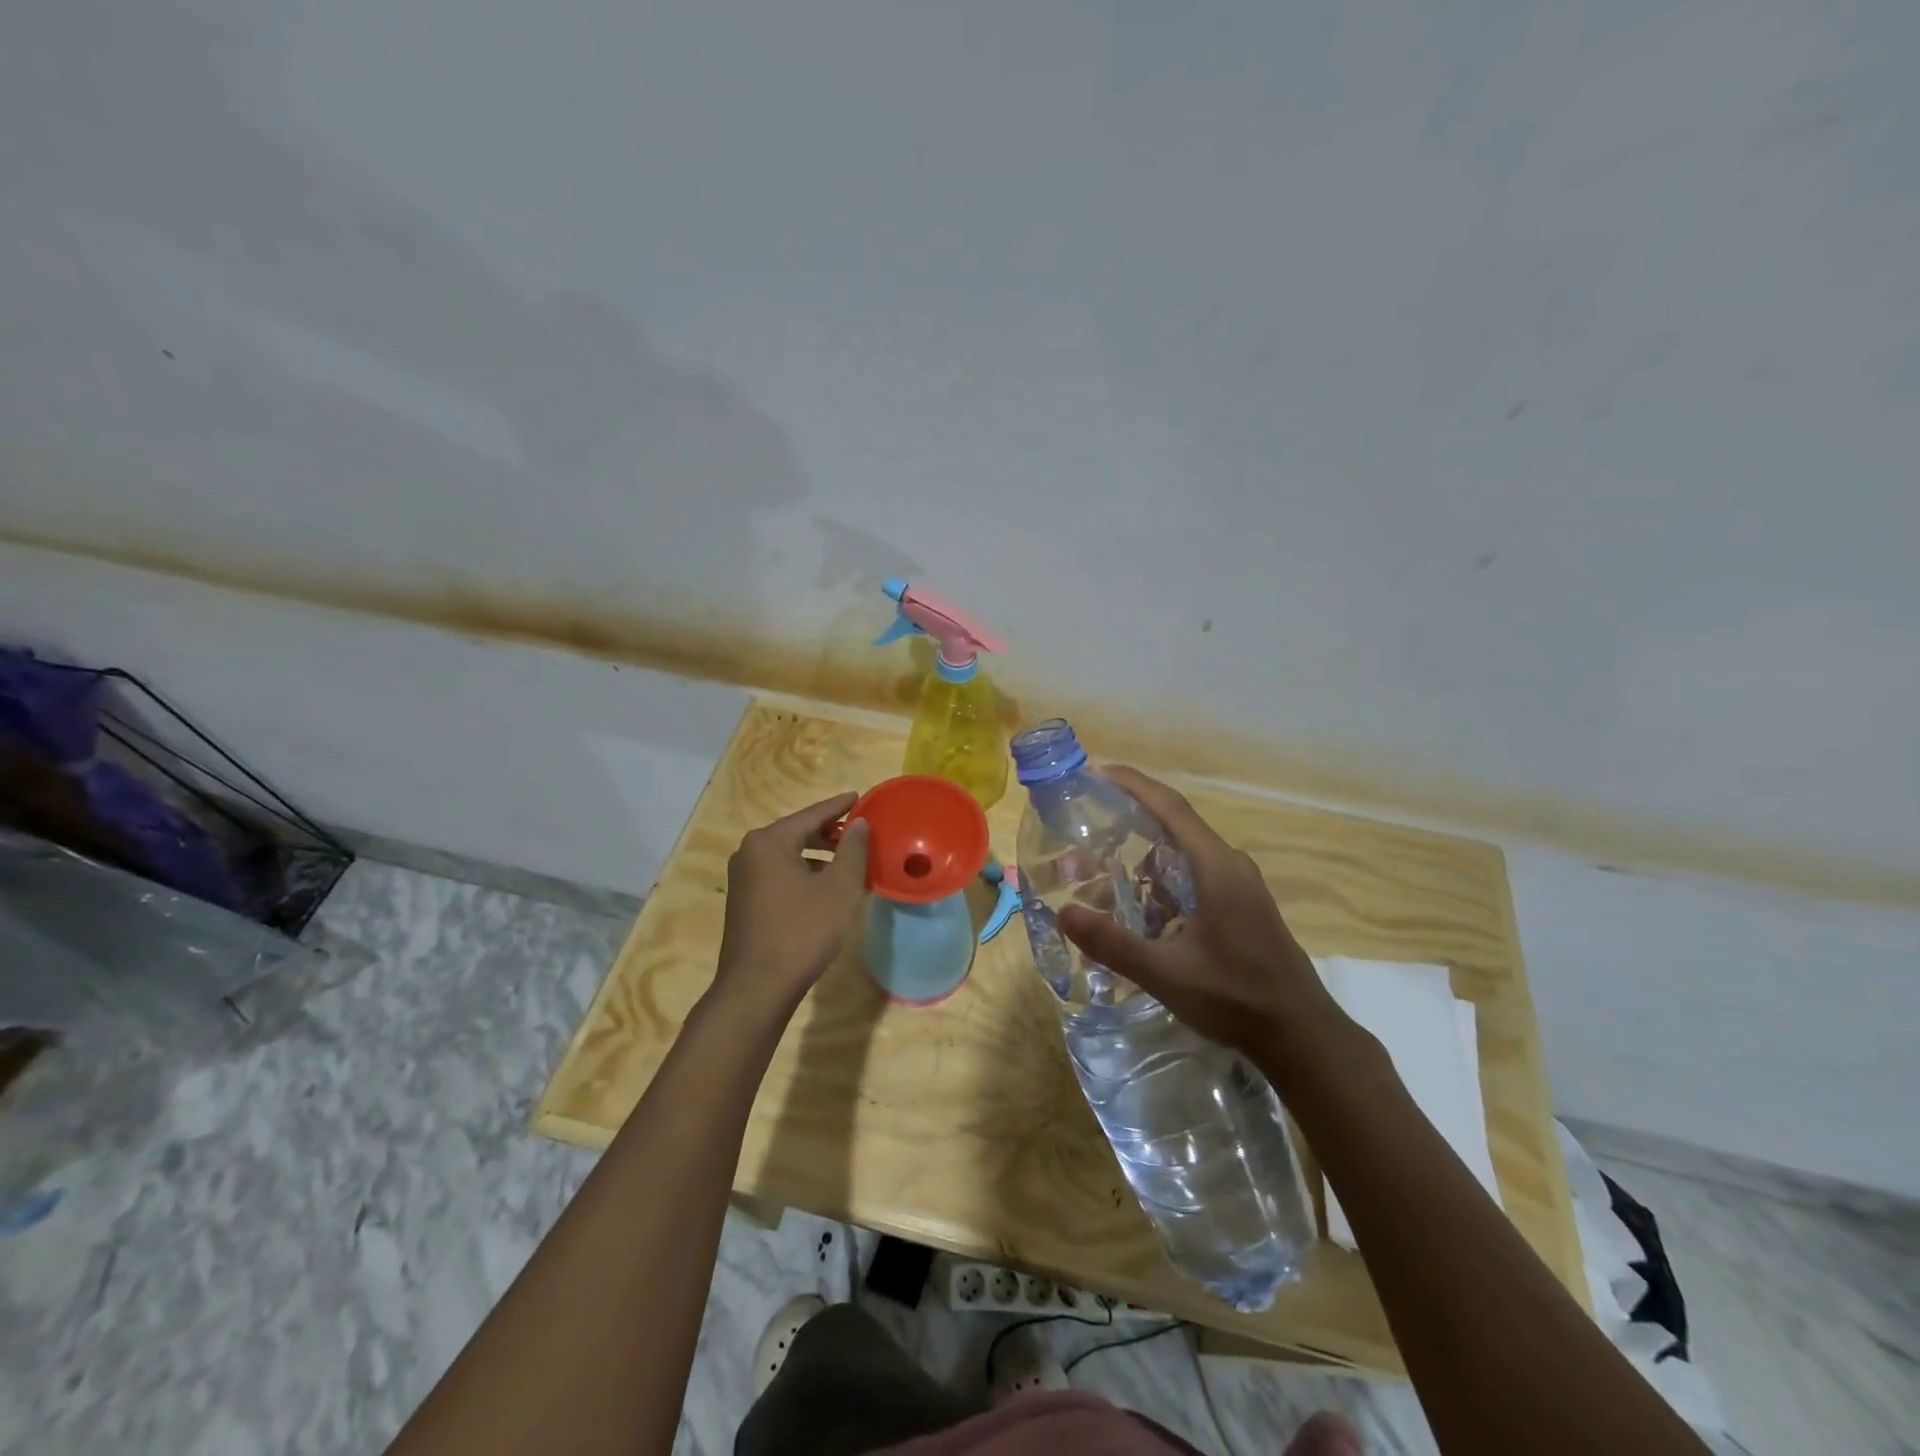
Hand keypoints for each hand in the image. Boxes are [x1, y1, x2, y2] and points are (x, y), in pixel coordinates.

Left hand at [714, 792, 869, 1014]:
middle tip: (859, 832)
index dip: (840, 806)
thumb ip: (852, 850)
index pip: (812, 814)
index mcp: (770, 841)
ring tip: (848, 861)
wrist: (757, 987)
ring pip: (788, 855)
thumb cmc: (803, 931)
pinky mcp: (744, 900)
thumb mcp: (839, 888)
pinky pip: (779, 873)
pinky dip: (803, 872)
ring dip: (818, 855)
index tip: (860, 797)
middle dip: (830, 832)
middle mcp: (750, 852)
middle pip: (797, 832)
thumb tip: (859, 823)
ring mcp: (743, 878)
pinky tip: (825, 887)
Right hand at [1056, 767, 1348, 1062]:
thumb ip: (1113, 943)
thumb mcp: (1166, 973)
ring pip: (1184, 853)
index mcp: (1216, 866)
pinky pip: (1195, 874)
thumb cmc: (1235, 997)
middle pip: (1174, 824)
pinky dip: (1162, 878)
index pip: (1170, 806)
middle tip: (1086, 823)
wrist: (1301, 1035)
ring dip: (1144, 855)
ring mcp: (1239, 884)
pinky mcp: (1242, 905)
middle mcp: (1229, 864)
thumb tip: (1063, 913)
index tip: (1096, 772)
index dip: (1132, 784)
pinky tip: (1139, 907)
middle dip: (1130, 818)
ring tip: (1102, 869)